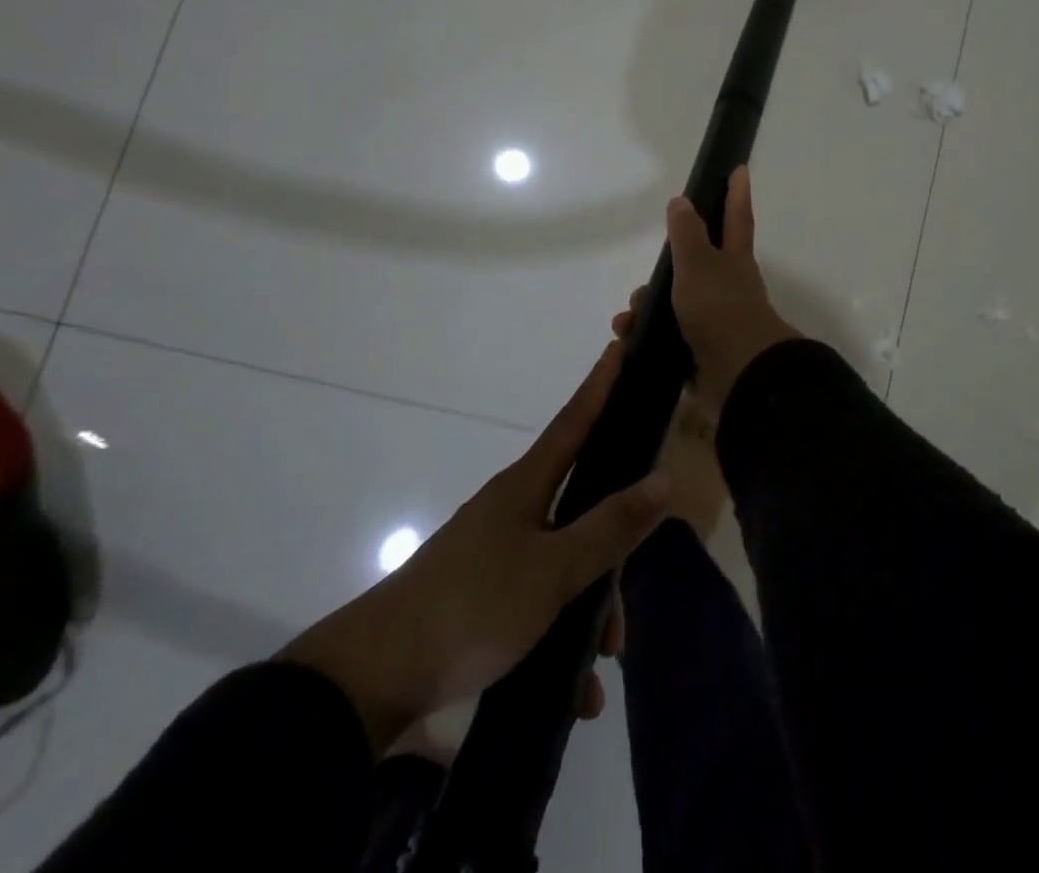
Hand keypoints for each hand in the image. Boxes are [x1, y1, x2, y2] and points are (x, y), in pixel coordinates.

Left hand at [277, 342, 668, 751]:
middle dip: (611, 554)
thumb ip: (610, 527)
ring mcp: (493, 552)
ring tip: (601, 666)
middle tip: (626, 609)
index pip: (574, 421)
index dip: (599, 386)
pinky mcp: (480, 594)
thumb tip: (664, 480)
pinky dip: (560, 635)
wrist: (374, 677)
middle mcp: (512, 509)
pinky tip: (576, 690)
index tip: (618, 348)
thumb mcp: (553, 570)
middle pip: (580, 508)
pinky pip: (538, 601)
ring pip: (563, 562)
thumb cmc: (473, 606)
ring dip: (589, 610)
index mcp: (526, 486)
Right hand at [612, 165, 799, 414]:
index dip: (736, 193)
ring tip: (627, 318)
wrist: (738, 374)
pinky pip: (670, 335)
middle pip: (696, 266)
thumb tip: (682, 201)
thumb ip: (687, 233)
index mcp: (734, 260)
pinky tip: (629, 339)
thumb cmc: (720, 308)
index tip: (739, 168)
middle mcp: (729, 286)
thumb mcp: (698, 263)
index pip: (736, 217)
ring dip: (649, 308)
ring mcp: (718, 319)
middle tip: (644, 283)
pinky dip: (648, 336)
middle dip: (667, 269)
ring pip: (677, 303)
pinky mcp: (704, 350)